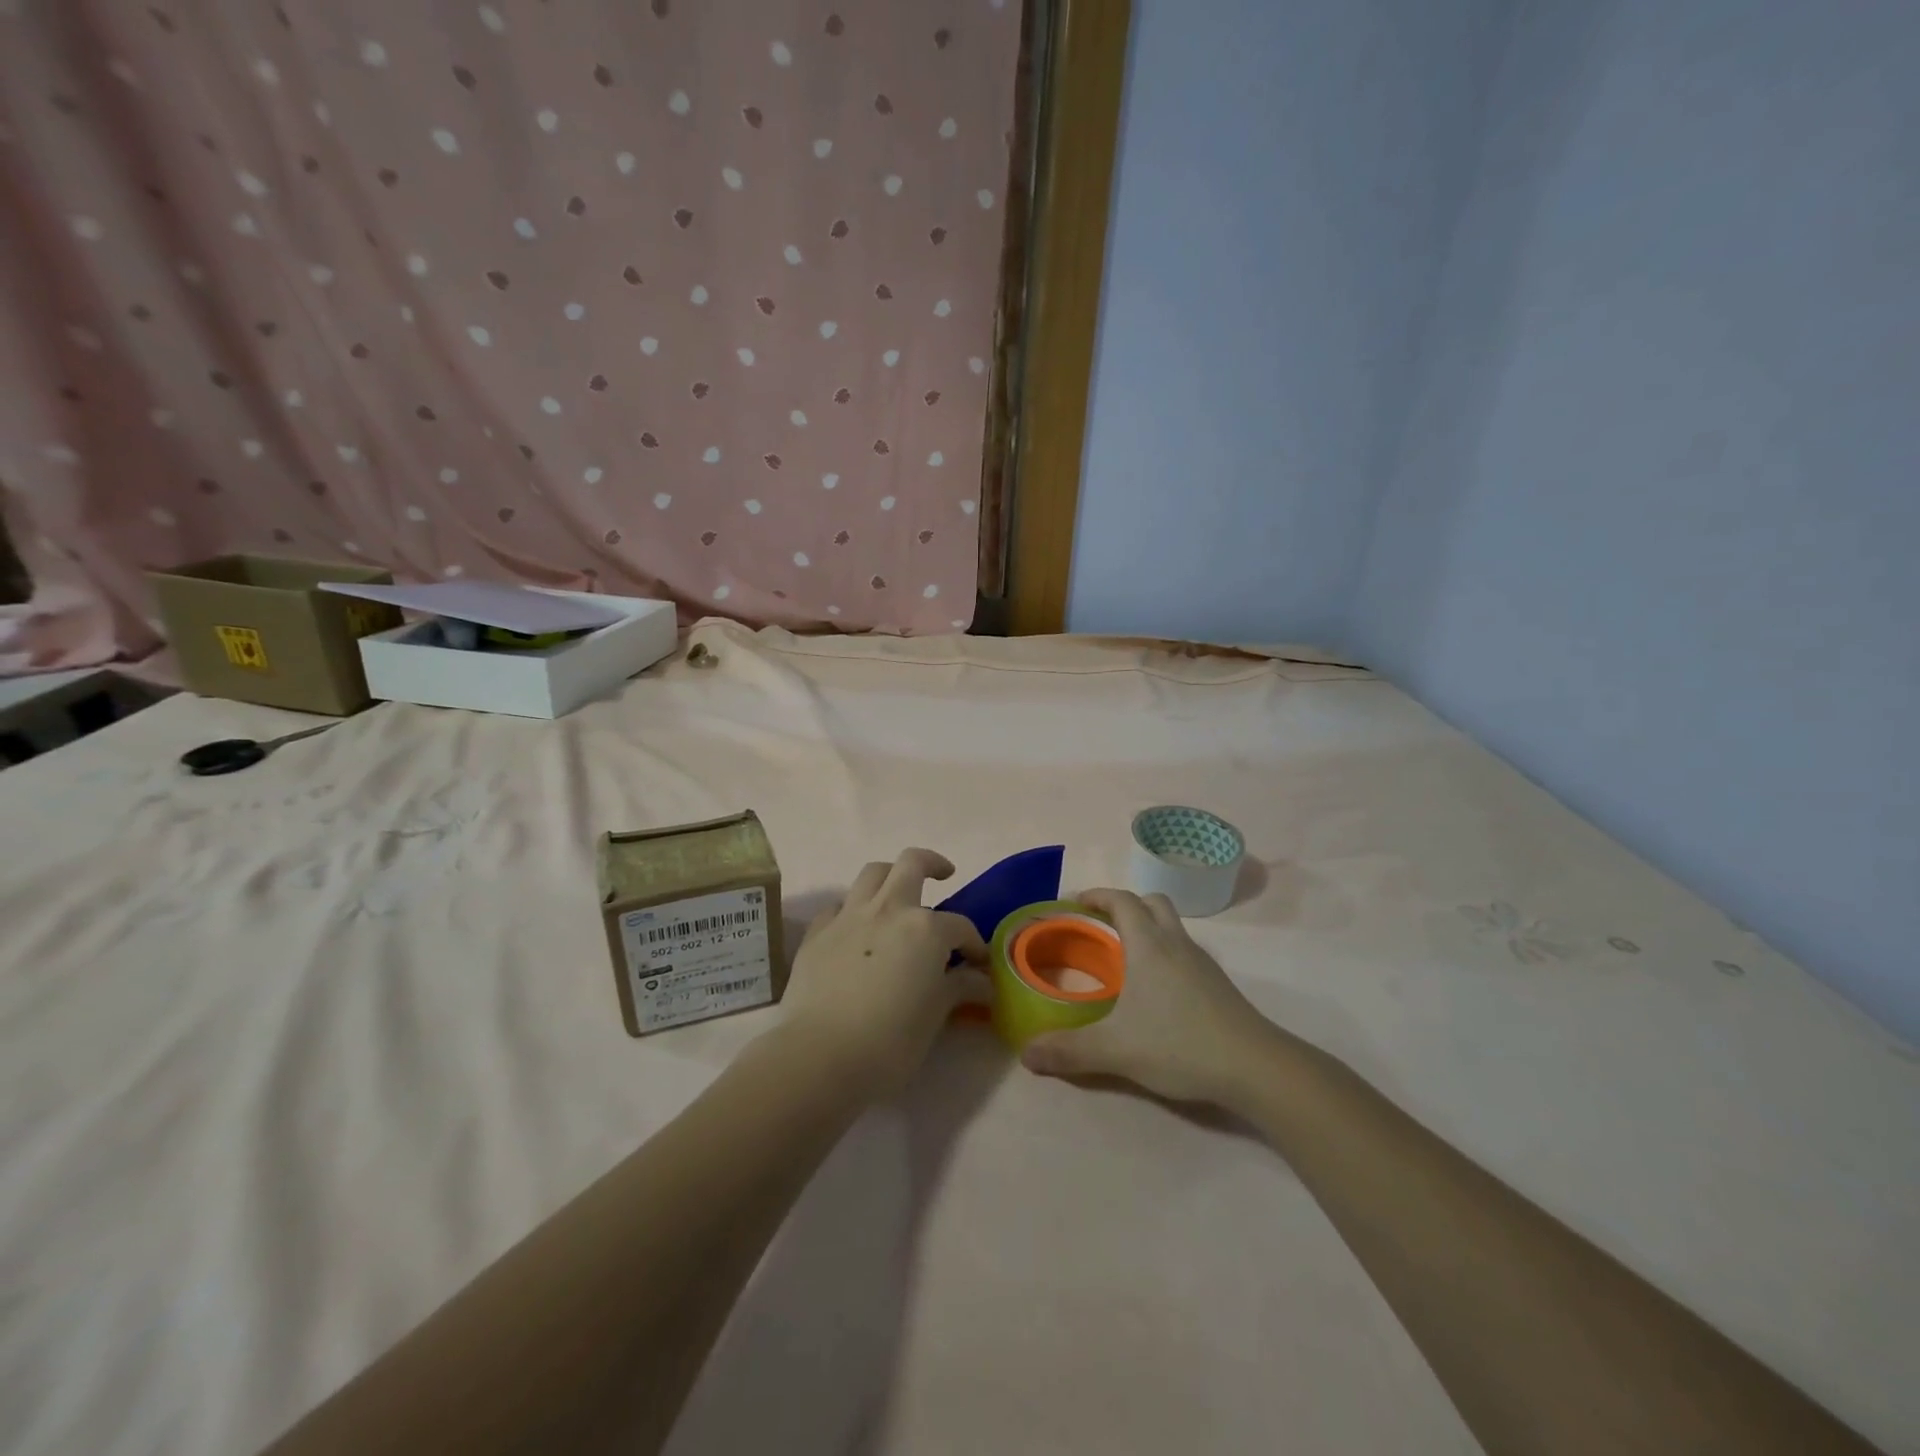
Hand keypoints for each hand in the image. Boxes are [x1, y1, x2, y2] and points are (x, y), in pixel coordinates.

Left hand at [777, 849, 988, 1099]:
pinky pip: (840, 905)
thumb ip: (958, 988)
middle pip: (913, 863)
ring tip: (898, 894)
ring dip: (890, 876)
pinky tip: (857, 930)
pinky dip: (853, 909)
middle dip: (932, 864)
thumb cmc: (889, 1041)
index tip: (977, 965)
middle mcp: (889, 909)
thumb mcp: (935, 1016)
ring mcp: (849, 916)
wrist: (818, 1055)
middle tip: (943, 875)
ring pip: (873, 873)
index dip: (973, 944)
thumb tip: (981, 980)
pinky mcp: (818, 932)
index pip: (960, 926)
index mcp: (925, 928)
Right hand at [1020, 888, 1279, 1105]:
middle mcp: (1176, 944)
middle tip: (1100, 926)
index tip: (1075, 903)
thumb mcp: (1116, 1050)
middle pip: (1152, 903)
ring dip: (1148, 930)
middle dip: (1125, 906)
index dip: (1096, 895)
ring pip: (1172, 927)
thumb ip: (1069, 1051)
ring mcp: (1202, 964)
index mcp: (1149, 946)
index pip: (1121, 901)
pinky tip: (1156, 992)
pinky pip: (1185, 953)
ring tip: (1125, 960)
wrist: (1255, 1067)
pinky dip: (1165, 955)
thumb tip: (1026, 1054)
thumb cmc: (1179, 1044)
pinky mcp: (1218, 985)